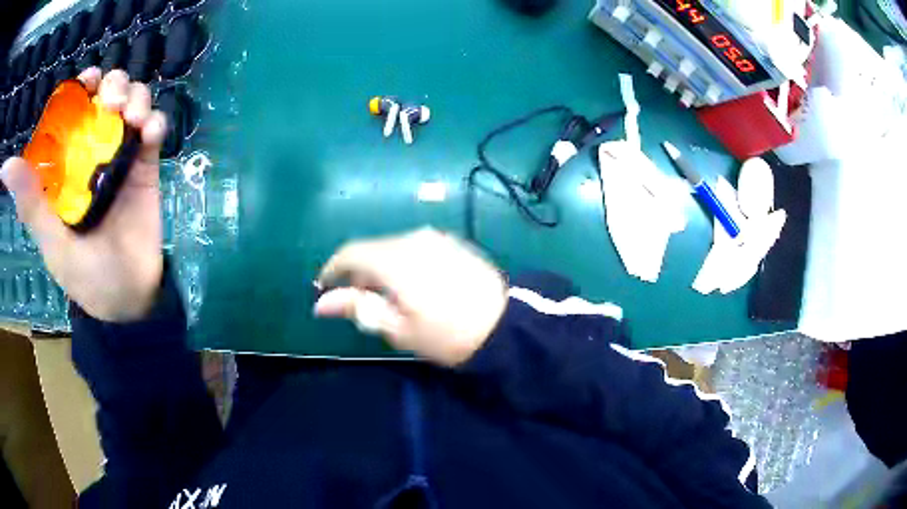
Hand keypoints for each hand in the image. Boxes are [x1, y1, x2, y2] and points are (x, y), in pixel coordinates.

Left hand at [0, 68, 167, 322]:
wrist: (127, 298)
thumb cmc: (84, 274)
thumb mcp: (52, 242)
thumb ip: (32, 205)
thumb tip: (9, 168)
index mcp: (67, 163)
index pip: (73, 109)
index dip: (81, 87)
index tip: (88, 85)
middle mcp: (92, 151)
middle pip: (106, 94)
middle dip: (113, 85)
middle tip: (113, 105)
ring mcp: (121, 156)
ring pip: (133, 102)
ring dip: (137, 98)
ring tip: (135, 120)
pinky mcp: (145, 165)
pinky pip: (156, 128)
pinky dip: (156, 122)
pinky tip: (151, 134)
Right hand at [315, 228, 507, 366]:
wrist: (507, 325)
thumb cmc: (448, 334)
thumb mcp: (399, 329)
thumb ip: (359, 309)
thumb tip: (321, 303)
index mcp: (395, 259)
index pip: (350, 253)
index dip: (332, 269)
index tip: (324, 288)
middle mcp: (413, 239)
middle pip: (372, 249)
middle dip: (358, 272)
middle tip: (359, 302)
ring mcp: (436, 238)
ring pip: (393, 247)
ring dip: (380, 267)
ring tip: (387, 298)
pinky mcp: (453, 243)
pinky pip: (415, 247)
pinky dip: (402, 262)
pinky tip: (412, 285)